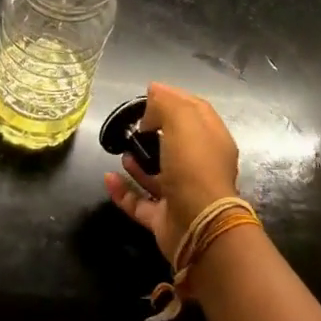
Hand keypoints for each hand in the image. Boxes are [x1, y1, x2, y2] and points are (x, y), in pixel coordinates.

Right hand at [103, 82, 241, 261]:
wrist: (199, 228)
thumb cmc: (194, 166)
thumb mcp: (182, 121)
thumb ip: (166, 103)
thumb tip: (154, 92)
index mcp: (211, 141)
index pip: (195, 111)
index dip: (174, 98)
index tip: (149, 93)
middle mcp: (199, 166)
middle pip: (175, 142)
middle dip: (153, 131)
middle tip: (134, 125)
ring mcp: (182, 194)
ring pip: (157, 173)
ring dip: (138, 162)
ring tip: (123, 151)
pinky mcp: (164, 219)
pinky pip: (139, 201)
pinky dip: (123, 191)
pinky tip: (109, 178)